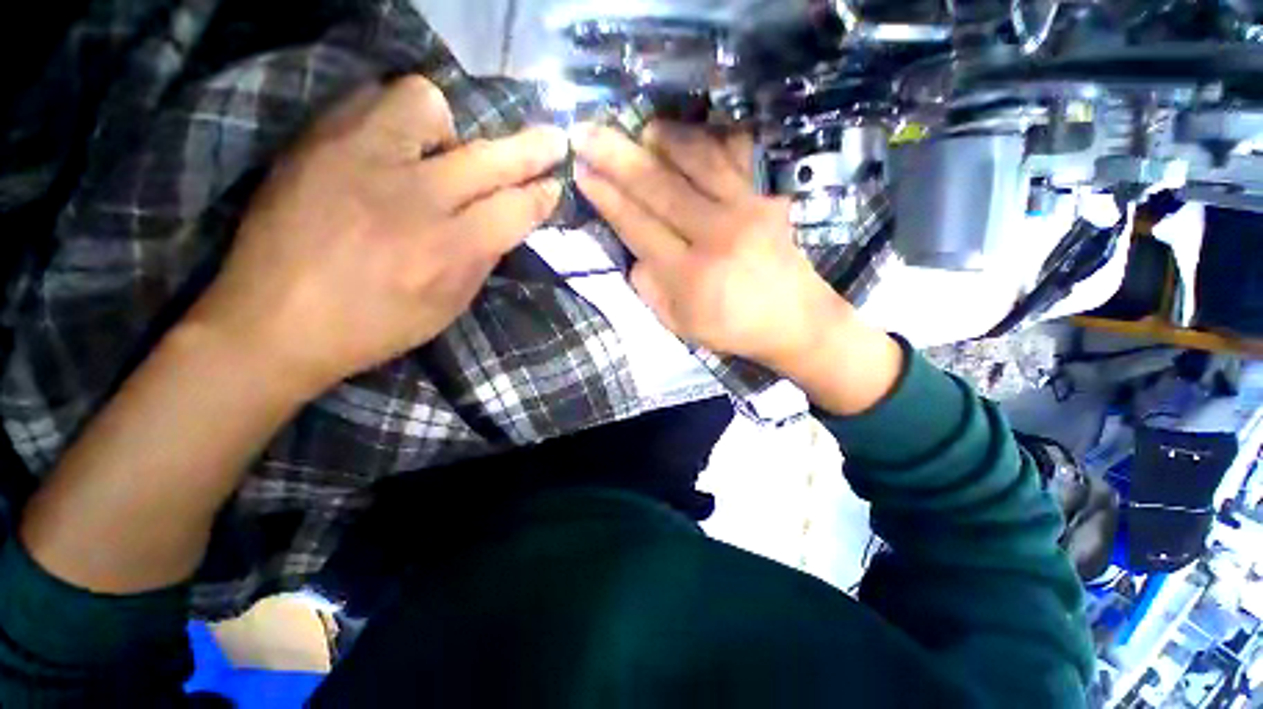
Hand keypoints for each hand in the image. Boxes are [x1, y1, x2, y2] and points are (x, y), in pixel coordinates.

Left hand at [189, 76, 566, 398]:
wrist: (273, 319)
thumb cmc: (374, 326)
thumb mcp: (448, 308)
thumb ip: (482, 260)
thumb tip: (506, 221)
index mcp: (447, 251)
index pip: (516, 210)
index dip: (543, 196)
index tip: (555, 186)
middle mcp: (413, 198)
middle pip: (490, 157)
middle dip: (532, 149)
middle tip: (553, 141)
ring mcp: (361, 160)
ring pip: (429, 103)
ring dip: (451, 126)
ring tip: (442, 151)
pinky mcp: (319, 141)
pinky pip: (373, 100)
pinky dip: (397, 118)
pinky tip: (396, 147)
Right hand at [572, 122, 849, 370]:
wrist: (795, 320)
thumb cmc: (732, 327)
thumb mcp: (679, 324)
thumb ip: (650, 289)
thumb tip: (634, 251)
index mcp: (689, 275)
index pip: (639, 227)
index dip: (608, 199)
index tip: (583, 174)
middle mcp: (716, 236)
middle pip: (660, 189)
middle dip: (619, 159)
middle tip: (587, 134)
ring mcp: (746, 211)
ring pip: (696, 163)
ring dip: (662, 141)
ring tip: (638, 127)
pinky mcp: (767, 198)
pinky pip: (735, 159)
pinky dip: (710, 140)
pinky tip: (691, 133)